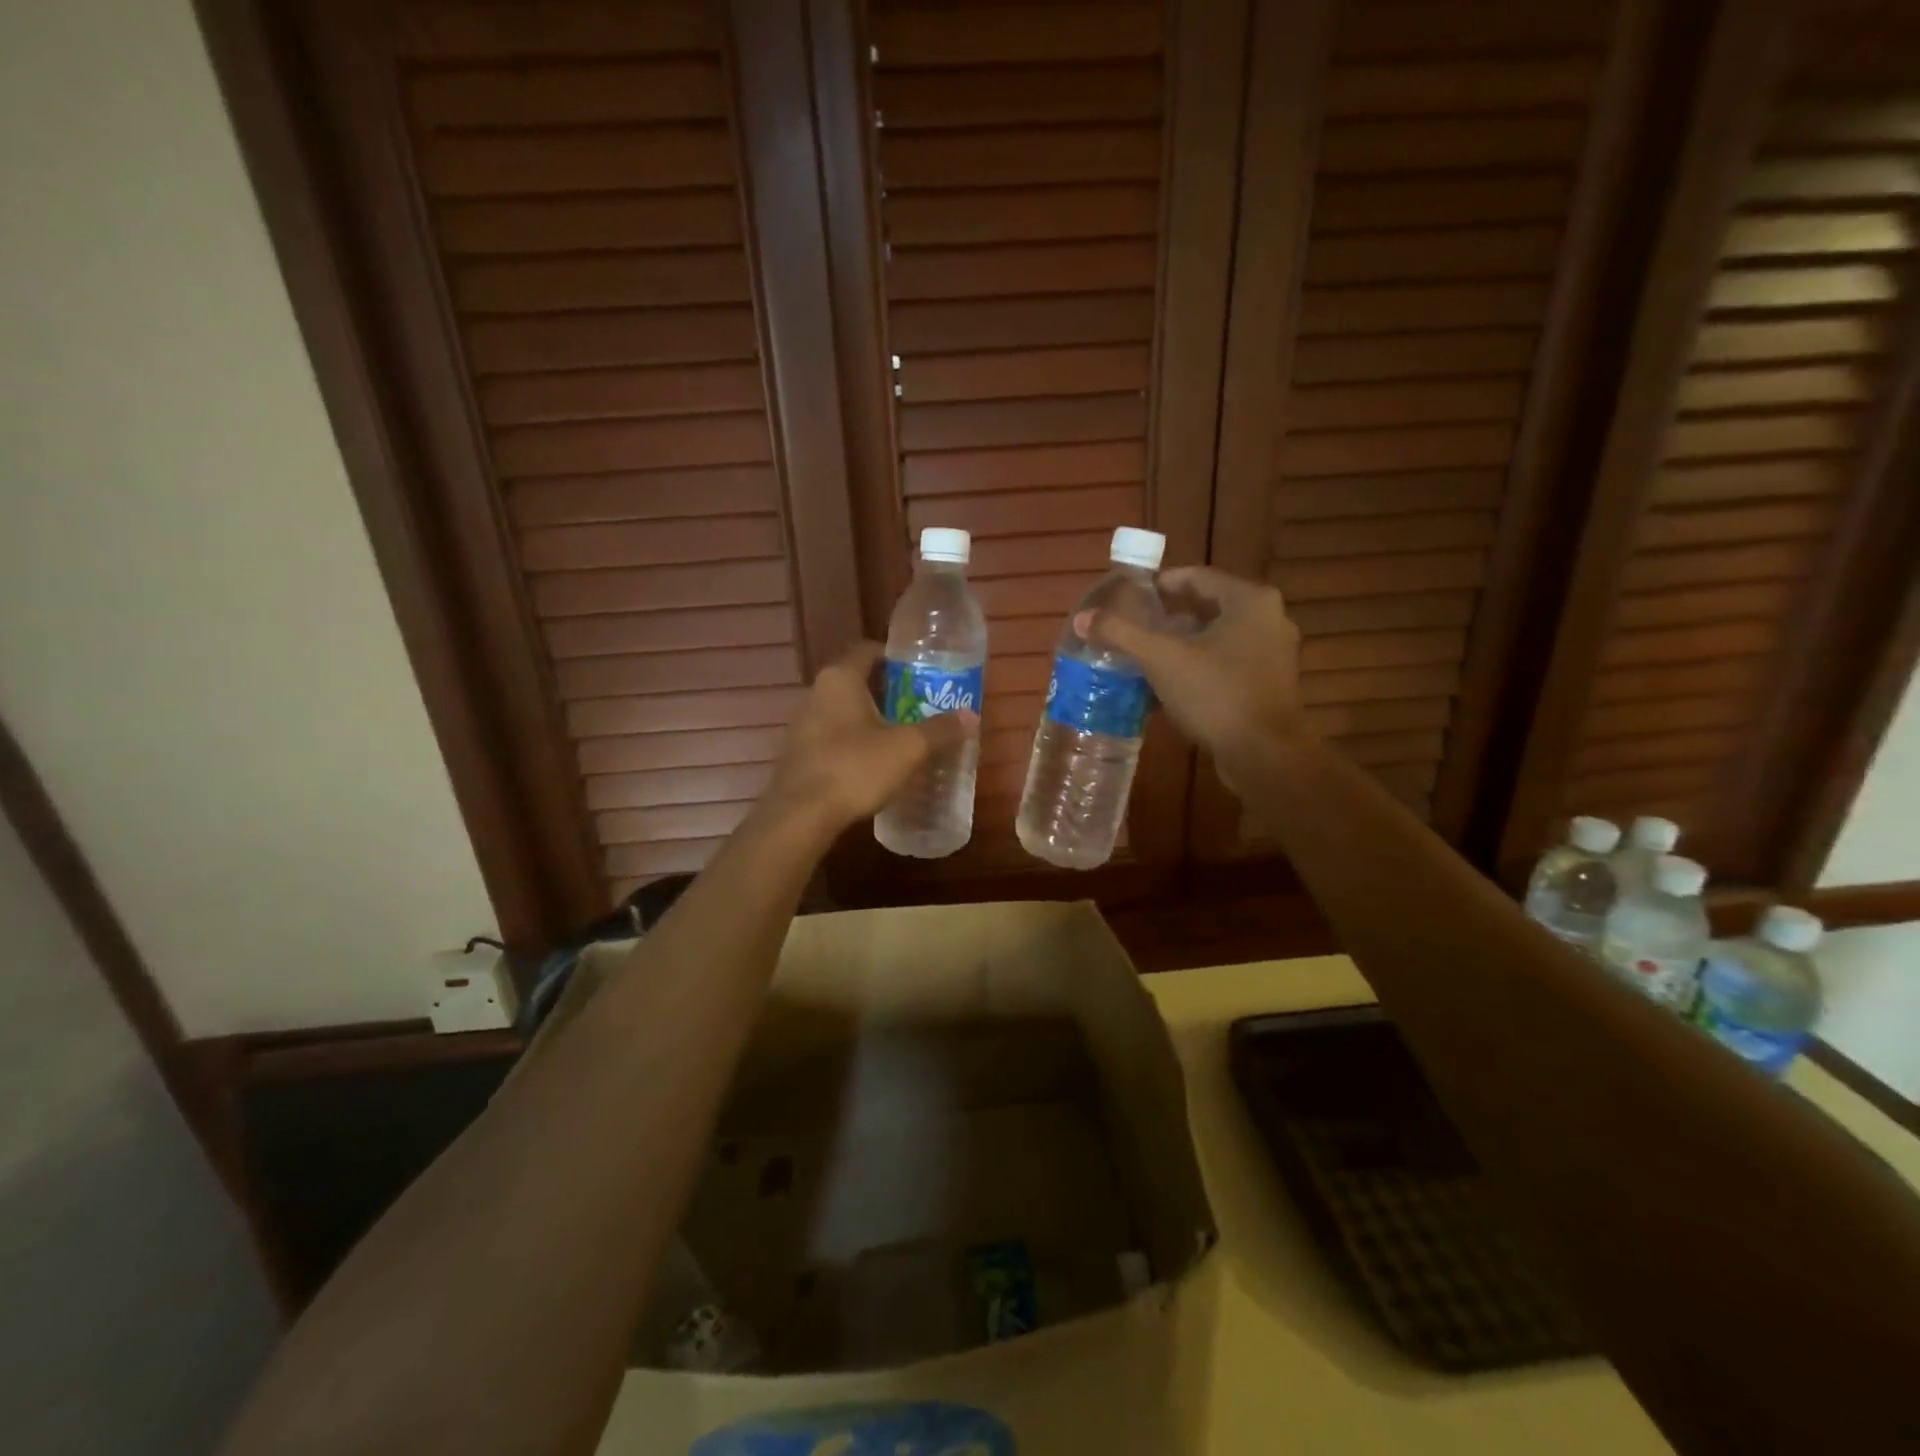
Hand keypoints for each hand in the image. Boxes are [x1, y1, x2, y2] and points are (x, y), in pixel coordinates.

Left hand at [763, 641, 976, 834]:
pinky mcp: (798, 754)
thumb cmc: (855, 768)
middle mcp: (816, 693)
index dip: (895, 657)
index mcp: (840, 679)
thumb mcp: (907, 749)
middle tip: (920, 706)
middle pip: (857, 681)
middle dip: (888, 692)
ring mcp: (802, 725)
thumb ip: (940, 730)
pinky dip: (854, 743)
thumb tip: (971, 716)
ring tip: (902, 736)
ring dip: (871, 720)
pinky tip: (874, 764)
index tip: (921, 672)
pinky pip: (833, 737)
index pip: (868, 650)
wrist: (801, 815)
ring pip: (844, 711)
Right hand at [1078, 566, 1306, 765]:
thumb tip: (1082, 619)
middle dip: (1168, 618)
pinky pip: (1226, 664)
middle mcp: (1269, 619)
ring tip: (1144, 656)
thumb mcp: (1161, 659)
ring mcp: (1273, 655)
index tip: (1130, 597)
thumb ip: (1121, 633)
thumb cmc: (1216, 694)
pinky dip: (1198, 667)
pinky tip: (1168, 685)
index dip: (1160, 584)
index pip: (1197, 576)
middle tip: (1133, 627)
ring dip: (1181, 645)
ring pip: (1217, 639)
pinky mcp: (1269, 686)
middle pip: (1207, 607)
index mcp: (1249, 600)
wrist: (1265, 756)